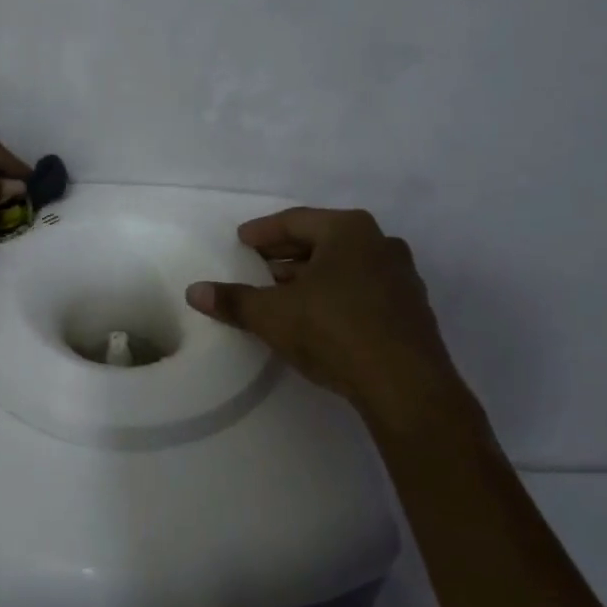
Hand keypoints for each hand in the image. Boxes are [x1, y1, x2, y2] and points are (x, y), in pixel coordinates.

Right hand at [185, 207, 474, 419]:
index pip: (295, 221)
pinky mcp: (412, 310)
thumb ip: (234, 301)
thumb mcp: (273, 315)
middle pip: (323, 241)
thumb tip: (194, 291)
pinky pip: (364, 290)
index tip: (242, 240)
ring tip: (283, 292)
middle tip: (258, 266)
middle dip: (287, 254)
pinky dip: (337, 295)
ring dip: (312, 276)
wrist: (406, 386)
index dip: (263, 232)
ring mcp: (402, 277)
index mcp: (348, 230)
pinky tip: (319, 317)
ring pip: (345, 266)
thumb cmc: (334, 331)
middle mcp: (380, 243)